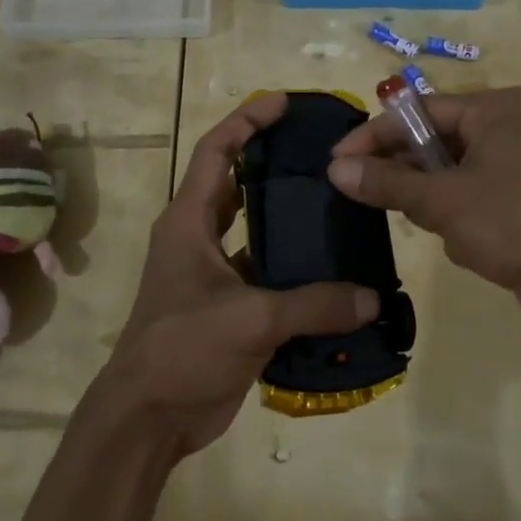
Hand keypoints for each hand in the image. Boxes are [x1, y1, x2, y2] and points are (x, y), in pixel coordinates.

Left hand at [98, 93, 378, 460]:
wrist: (148, 418)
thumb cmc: (183, 349)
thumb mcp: (250, 320)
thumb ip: (314, 305)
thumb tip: (372, 298)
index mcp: (189, 222)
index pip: (217, 152)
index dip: (247, 121)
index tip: (284, 103)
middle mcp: (199, 239)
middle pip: (238, 185)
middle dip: (273, 163)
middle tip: (321, 153)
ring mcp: (213, 275)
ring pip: (256, 232)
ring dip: (288, 220)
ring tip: (338, 205)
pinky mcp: (229, 308)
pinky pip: (268, 276)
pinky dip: (296, 271)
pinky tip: (335, 272)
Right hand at [327, 86, 520, 330]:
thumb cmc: (517, 224)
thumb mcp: (443, 201)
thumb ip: (388, 182)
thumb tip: (335, 169)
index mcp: (494, 108)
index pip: (418, 111)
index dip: (373, 136)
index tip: (335, 163)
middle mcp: (508, 125)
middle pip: (435, 139)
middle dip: (404, 171)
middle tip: (363, 194)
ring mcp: (520, 162)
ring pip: (451, 172)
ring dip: (432, 199)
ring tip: (429, 225)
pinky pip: (473, 195)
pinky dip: (457, 215)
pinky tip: (463, 242)